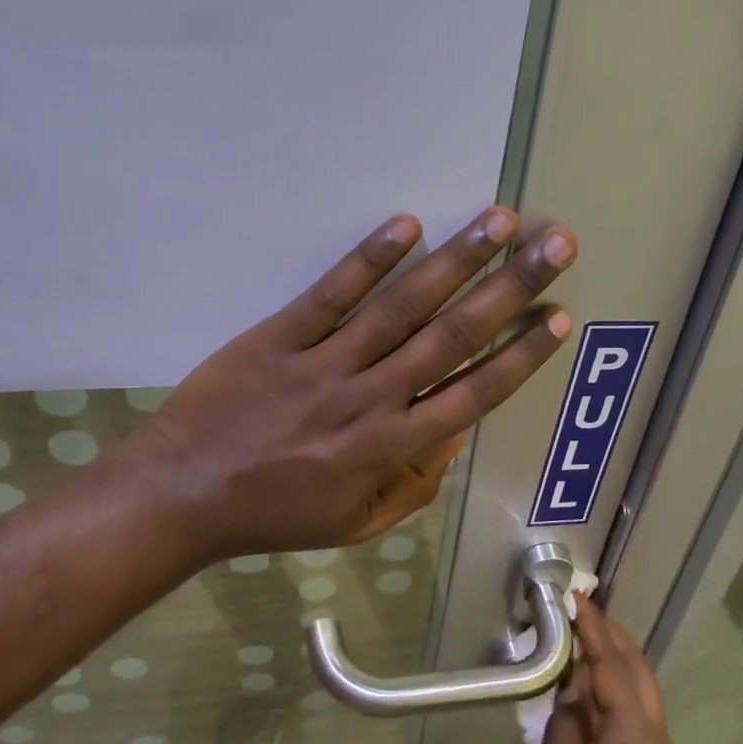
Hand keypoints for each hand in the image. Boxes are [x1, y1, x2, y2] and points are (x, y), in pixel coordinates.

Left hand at [133, 207, 575, 561]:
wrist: (184, 495)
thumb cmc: (276, 513)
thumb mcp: (357, 523)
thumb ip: (413, 482)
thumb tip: (454, 433)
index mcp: (391, 447)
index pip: (474, 393)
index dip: (521, 353)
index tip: (557, 314)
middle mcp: (371, 398)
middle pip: (452, 336)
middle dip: (510, 287)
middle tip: (553, 244)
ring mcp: (325, 364)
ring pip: (401, 307)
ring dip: (455, 261)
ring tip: (498, 220)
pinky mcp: (280, 337)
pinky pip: (331, 295)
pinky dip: (368, 260)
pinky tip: (406, 225)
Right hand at [530, 600, 682, 743]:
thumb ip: (564, 735)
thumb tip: (570, 690)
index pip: (614, 673)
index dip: (595, 634)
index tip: (577, 600)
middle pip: (640, 674)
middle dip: (614, 637)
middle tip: (584, 607)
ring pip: (645, 692)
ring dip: (620, 657)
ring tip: (590, 631)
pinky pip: (640, 712)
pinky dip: (620, 683)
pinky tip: (597, 682)